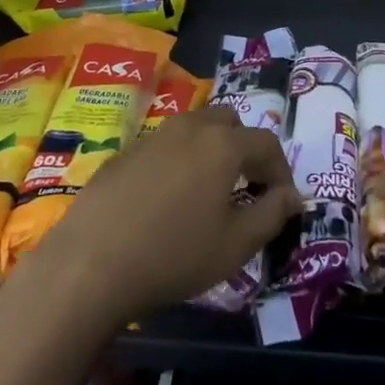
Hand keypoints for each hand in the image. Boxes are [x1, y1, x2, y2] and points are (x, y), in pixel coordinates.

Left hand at [28, 107, 299, 322]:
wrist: (91, 262)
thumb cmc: (174, 255)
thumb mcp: (235, 245)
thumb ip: (271, 214)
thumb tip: (293, 196)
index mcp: (222, 144)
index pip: (267, 143)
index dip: (281, 171)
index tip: (282, 202)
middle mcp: (190, 127)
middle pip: (229, 122)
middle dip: (245, 148)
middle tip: (246, 187)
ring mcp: (154, 136)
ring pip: (195, 128)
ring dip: (211, 150)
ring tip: (209, 192)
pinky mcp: (125, 152)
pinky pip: (165, 146)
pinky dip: (179, 161)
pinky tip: (167, 200)